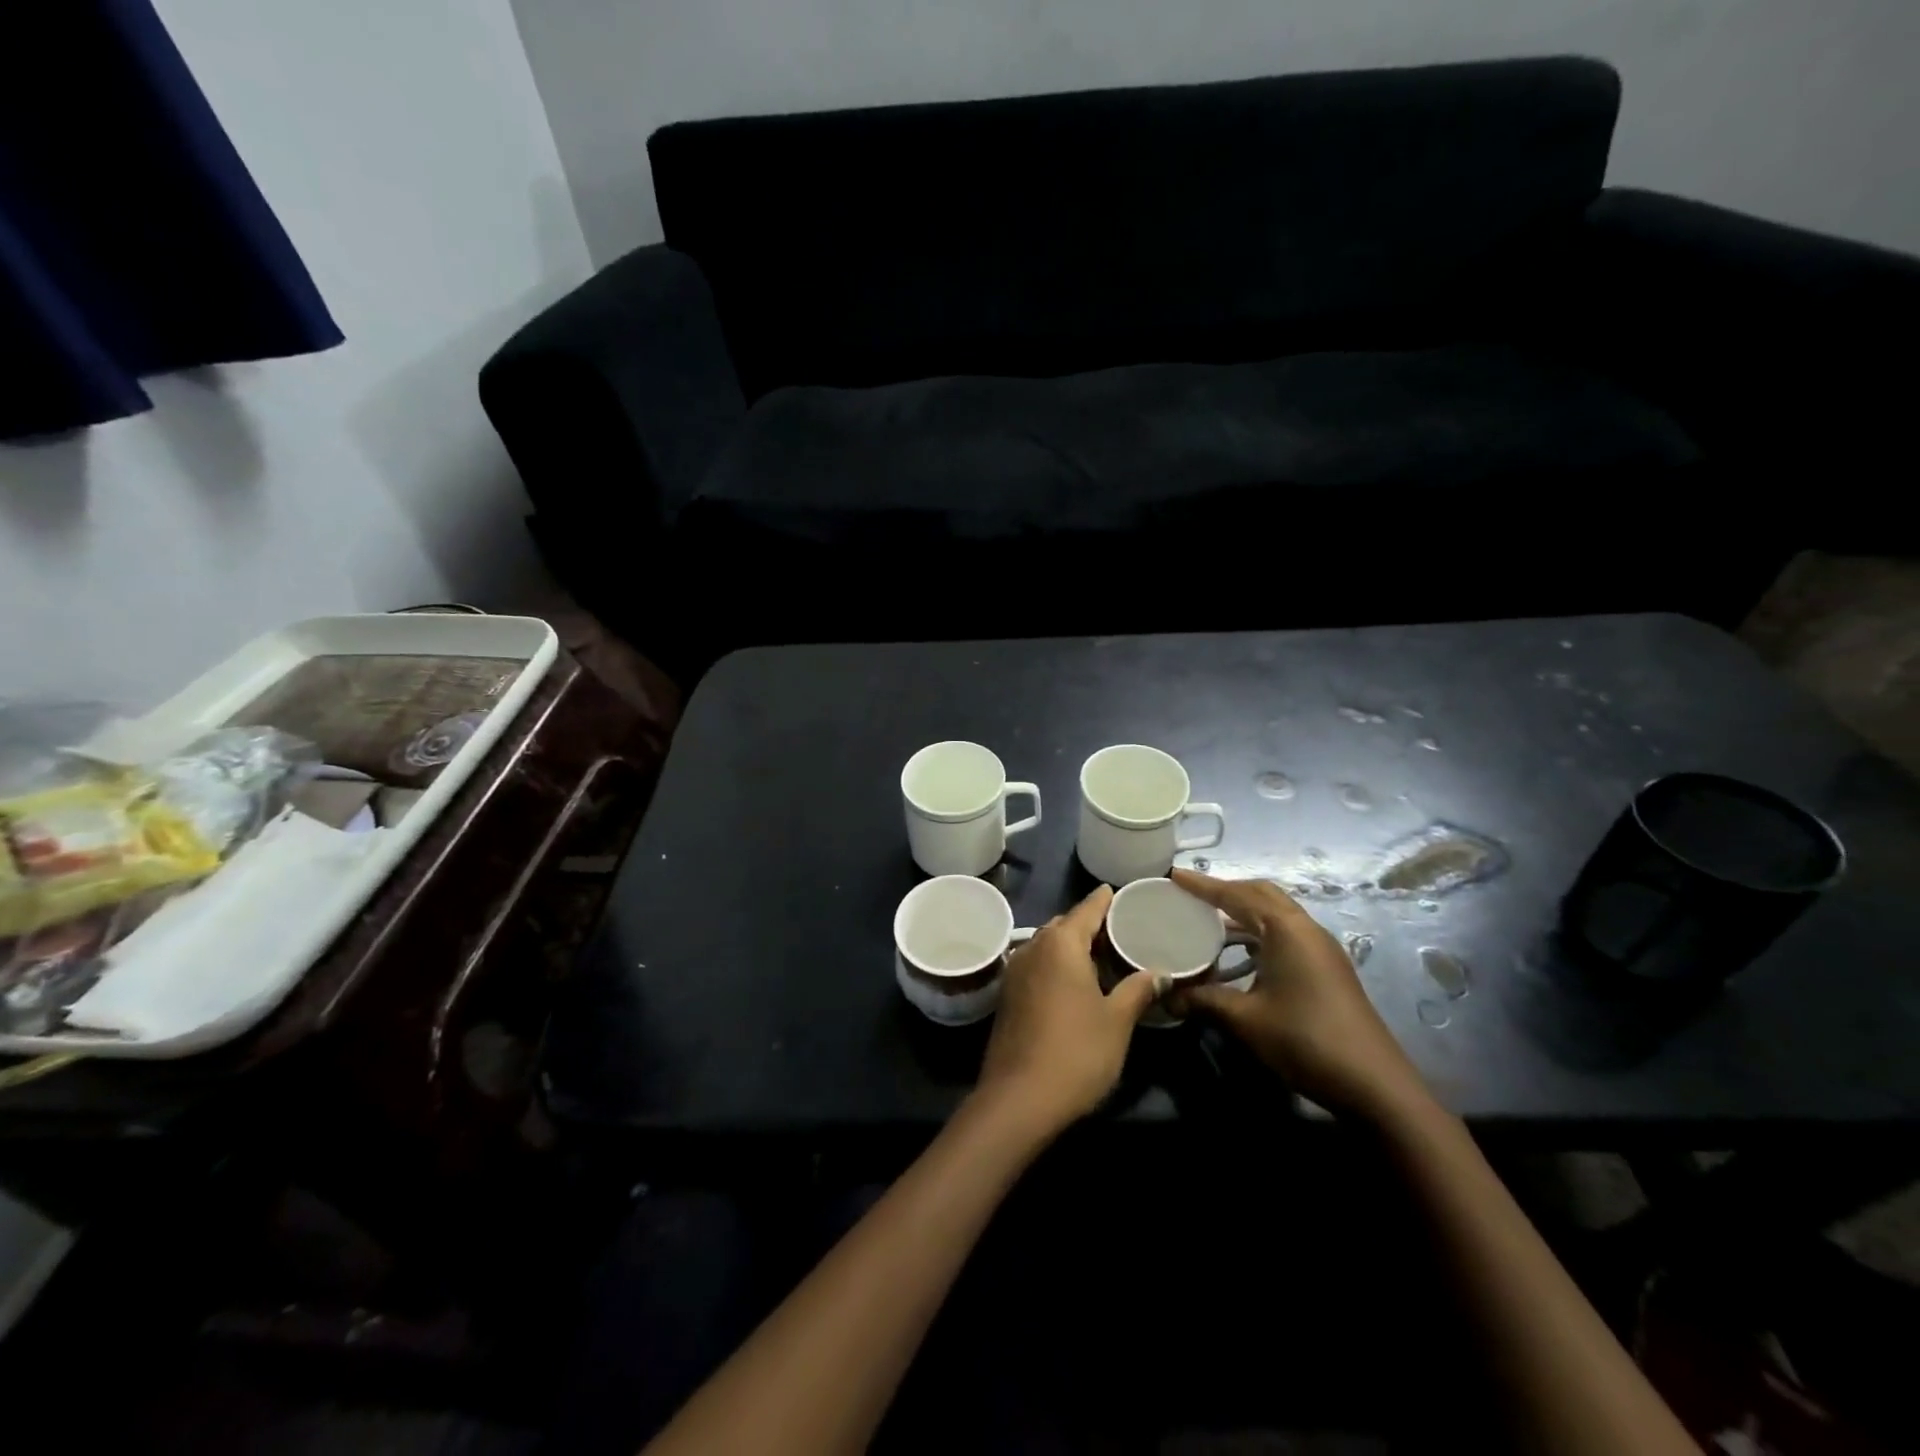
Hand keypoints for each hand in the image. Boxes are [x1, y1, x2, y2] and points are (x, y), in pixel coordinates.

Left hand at [975, 884, 1164, 1135]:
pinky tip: (1076, 983)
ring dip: (1072, 947)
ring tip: (1102, 957)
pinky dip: (1057, 965)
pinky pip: (1038, 966)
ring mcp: (1015, 971)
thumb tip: (1160, 973)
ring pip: (1048, 946)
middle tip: (1120, 931)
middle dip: (1089, 924)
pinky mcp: (1008, 996)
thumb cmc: (1076, 1052)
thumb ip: (1138, 990)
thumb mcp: (1117, 1021)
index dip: (1104, 900)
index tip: (1118, 891)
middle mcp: (1033, 947)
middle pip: (1065, 925)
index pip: (1087, 909)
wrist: (1018, 1099)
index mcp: (1061, 943)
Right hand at [1169, 869, 1431, 1122]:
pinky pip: (1285, 934)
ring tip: (1208, 923)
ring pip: (1275, 914)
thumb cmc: (1305, 1040)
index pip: (1237, 894)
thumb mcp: (1245, 1019)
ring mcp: (1320, 948)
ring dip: (1243, 913)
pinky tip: (1238, 956)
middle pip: (1261, 894)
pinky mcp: (1326, 968)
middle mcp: (1305, 929)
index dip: (1203, 885)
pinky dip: (1257, 933)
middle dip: (1226, 891)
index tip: (1173, 875)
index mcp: (1286, 929)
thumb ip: (1203, 1000)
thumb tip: (1166, 996)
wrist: (1374, 1084)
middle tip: (1191, 896)